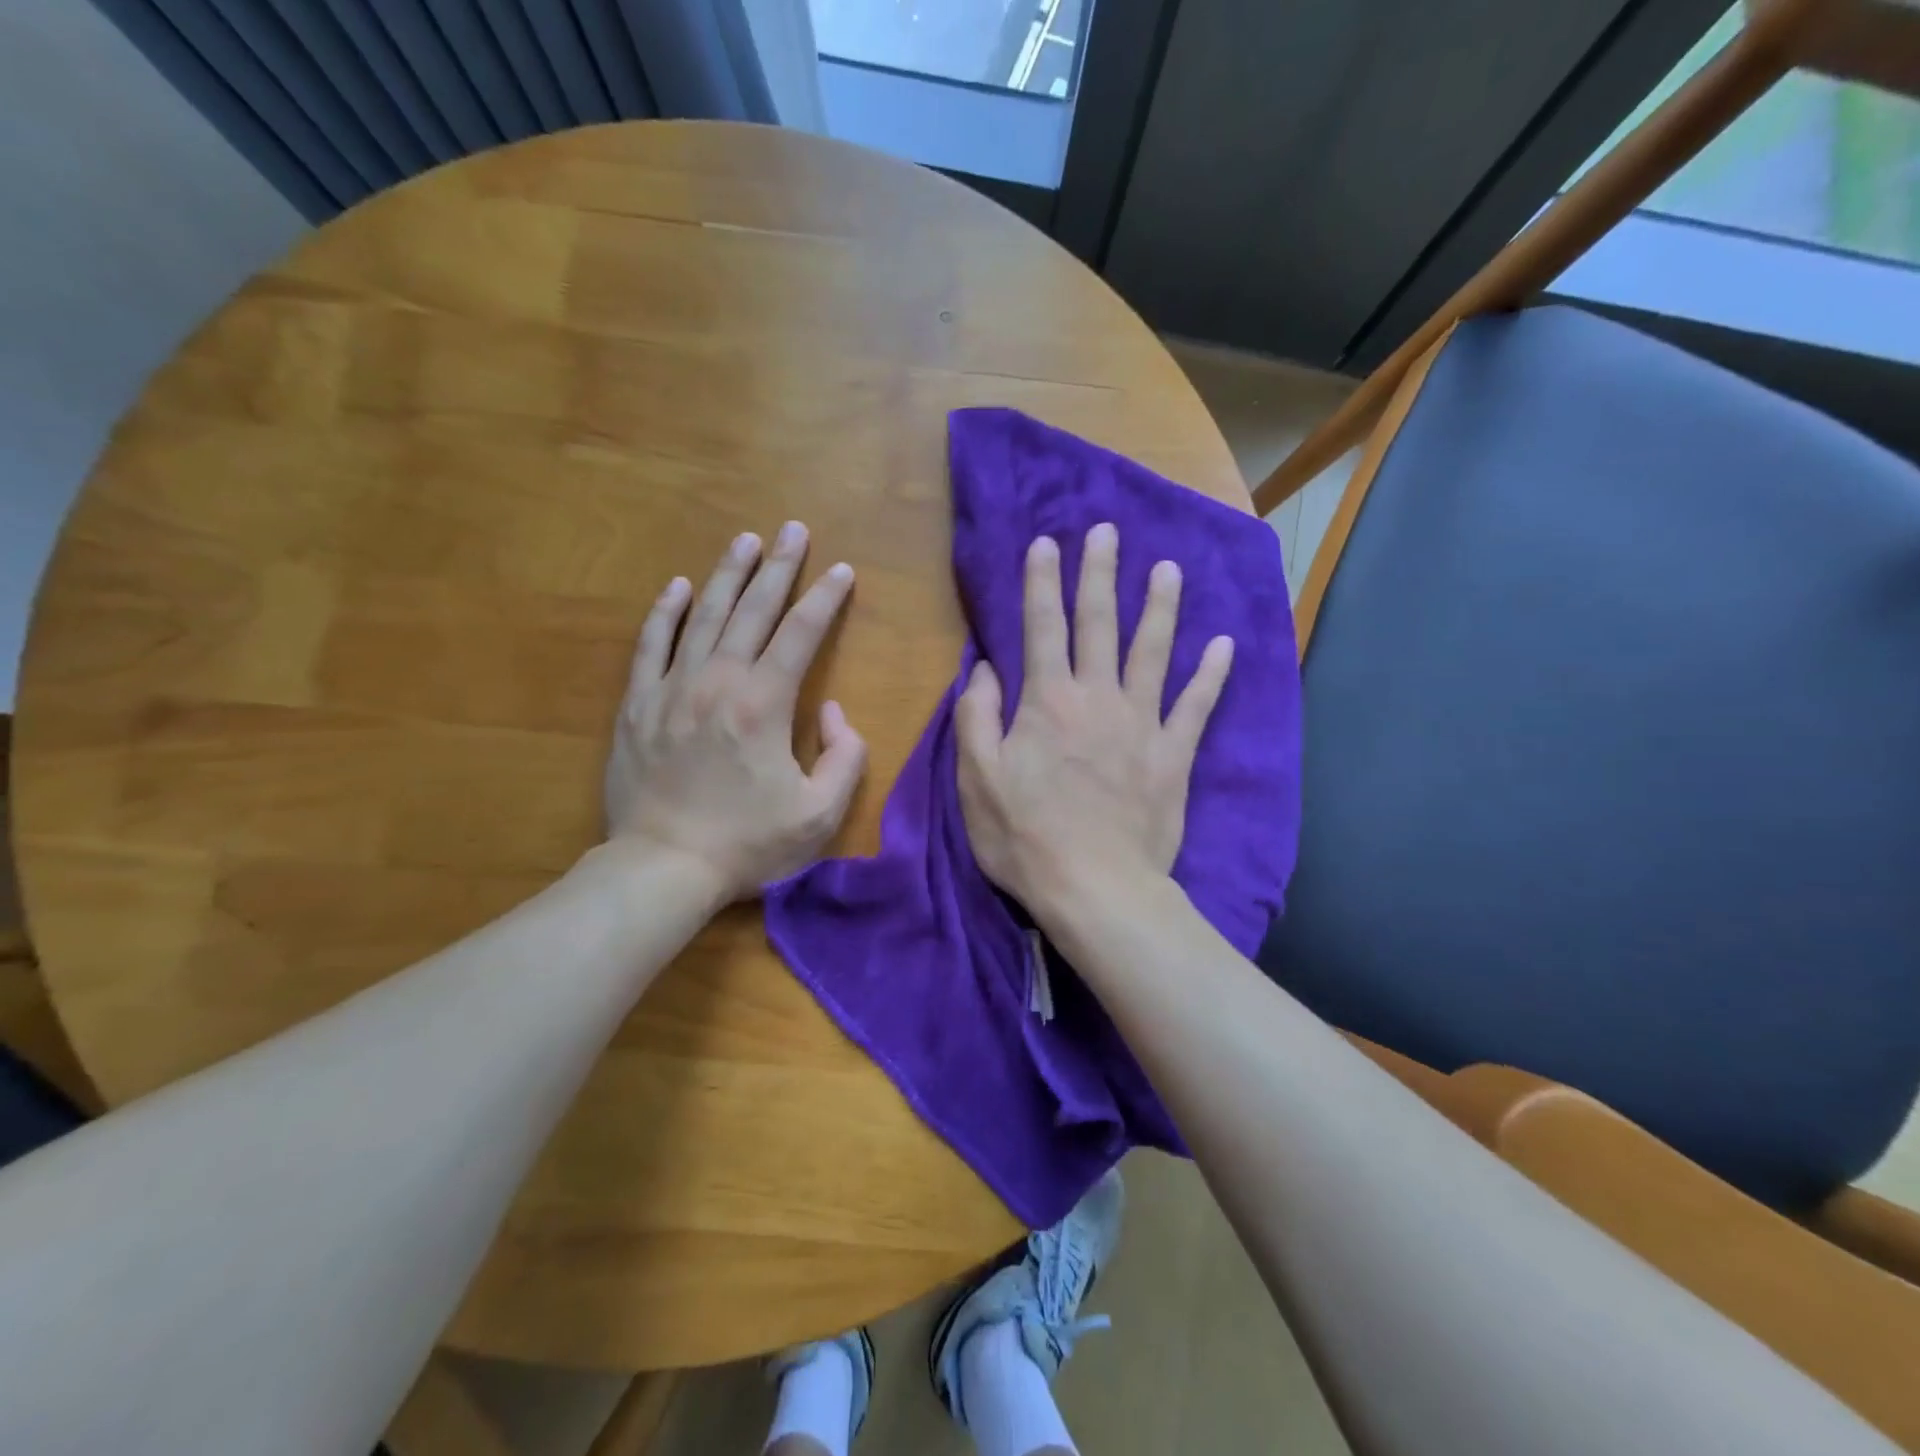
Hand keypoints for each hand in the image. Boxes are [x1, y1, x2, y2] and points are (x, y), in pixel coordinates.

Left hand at [604, 522, 865, 900]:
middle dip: (779, 567)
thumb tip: (833, 712)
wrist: (663, 867)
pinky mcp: (636, 705)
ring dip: (727, 575)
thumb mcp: (820, 814)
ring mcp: (671, 689)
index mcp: (765, 704)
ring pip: (703, 616)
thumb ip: (844, 757)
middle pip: (754, 611)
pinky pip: (651, 645)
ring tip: (745, 540)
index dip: (826, 599)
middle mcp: (718, 682)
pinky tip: (678, 586)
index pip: (802, 634)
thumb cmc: (748, 844)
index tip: (842, 570)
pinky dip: (665, 613)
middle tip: (793, 529)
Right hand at [956, 523, 1232, 920]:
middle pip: (1099, 624)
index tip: (1046, 543)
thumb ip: (976, 718)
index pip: (1042, 627)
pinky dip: (1211, 675)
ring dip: (1160, 607)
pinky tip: (1224, 645)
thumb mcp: (977, 779)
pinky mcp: (1174, 755)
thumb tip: (984, 669)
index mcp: (1048, 701)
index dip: (1042, 582)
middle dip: (1100, 574)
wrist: (1096, 889)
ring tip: (1168, 569)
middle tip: (1108, 532)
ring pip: (1153, 652)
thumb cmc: (1025, 836)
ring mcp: (1142, 724)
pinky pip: (1197, 706)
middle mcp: (1098, 697)